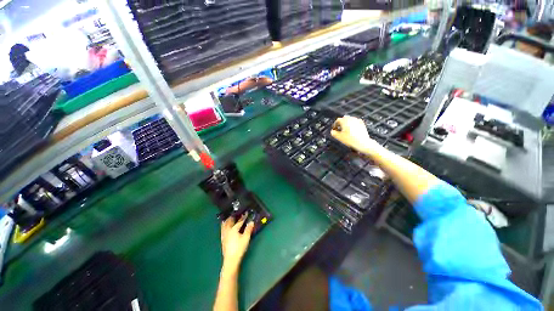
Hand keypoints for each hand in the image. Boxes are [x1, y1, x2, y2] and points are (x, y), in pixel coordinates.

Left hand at [220, 214, 253, 272]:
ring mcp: (224, 235)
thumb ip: (248, 229)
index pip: (239, 221)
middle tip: (236, 213)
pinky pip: (223, 229)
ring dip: (227, 220)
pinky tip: (226, 227)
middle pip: (229, 221)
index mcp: (233, 229)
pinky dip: (224, 226)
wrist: (231, 260)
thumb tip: (251, 222)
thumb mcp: (246, 238)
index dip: (243, 217)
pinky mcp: (223, 240)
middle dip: (233, 217)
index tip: (246, 213)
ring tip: (229, 218)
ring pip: (224, 225)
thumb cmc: (239, 248)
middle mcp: (227, 230)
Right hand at [331, 116, 383, 155]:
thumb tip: (332, 131)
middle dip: (341, 123)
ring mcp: (357, 120)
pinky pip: (355, 122)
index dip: (334, 125)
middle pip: (344, 119)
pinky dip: (352, 124)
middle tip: (339, 129)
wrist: (362, 142)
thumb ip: (333, 133)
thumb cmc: (349, 139)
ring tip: (345, 130)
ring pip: (350, 120)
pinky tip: (352, 130)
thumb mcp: (338, 137)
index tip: (334, 129)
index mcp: (344, 121)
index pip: (337, 120)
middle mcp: (351, 119)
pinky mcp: (362, 123)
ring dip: (346, 123)